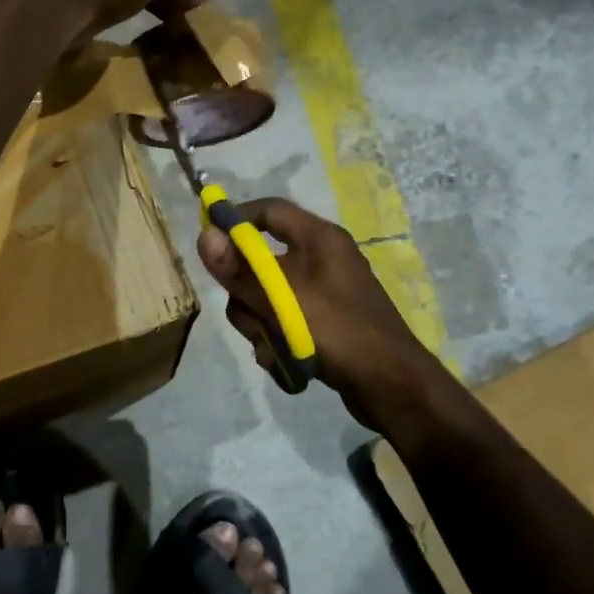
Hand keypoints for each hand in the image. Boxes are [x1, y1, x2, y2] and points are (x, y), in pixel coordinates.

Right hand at [197, 198, 451, 436]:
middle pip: (260, 262)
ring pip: (267, 297)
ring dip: (260, 324)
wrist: (390, 383)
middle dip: (247, 294)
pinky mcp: (323, 320)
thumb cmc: (337, 330)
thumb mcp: (281, 299)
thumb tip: (204, 236)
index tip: (208, 242)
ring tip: (273, 347)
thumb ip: (240, 271)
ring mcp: (323, 291)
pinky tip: (285, 361)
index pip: (268, 210)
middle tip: (251, 315)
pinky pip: (284, 320)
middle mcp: (321, 258)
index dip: (234, 220)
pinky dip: (277, 340)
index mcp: (318, 238)